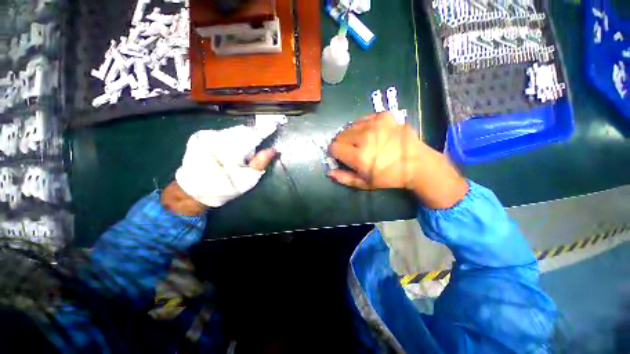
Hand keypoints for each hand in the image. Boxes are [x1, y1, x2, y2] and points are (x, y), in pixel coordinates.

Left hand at [174, 125, 277, 208]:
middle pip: (242, 131)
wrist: (194, 191)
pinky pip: (222, 132)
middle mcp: (218, 138)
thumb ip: (260, 163)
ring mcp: (207, 135)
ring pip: (232, 131)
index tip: (274, 125)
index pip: (253, 135)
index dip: (264, 130)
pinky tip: (228, 150)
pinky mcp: (200, 136)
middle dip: (252, 136)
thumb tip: (273, 150)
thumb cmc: (225, 187)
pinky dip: (230, 138)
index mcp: (231, 150)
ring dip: (241, 137)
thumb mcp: (247, 180)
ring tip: (240, 152)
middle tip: (255, 148)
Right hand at [328, 112, 467, 208]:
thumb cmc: (389, 177)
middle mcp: (365, 137)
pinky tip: (372, 133)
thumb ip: (345, 178)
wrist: (417, 164)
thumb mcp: (365, 184)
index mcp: (359, 156)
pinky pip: (364, 118)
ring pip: (350, 126)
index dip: (335, 153)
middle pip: (340, 135)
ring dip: (352, 134)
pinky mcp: (384, 116)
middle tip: (352, 150)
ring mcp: (375, 124)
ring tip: (362, 142)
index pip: (333, 147)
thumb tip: (329, 172)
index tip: (341, 156)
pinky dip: (363, 126)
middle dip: (342, 143)